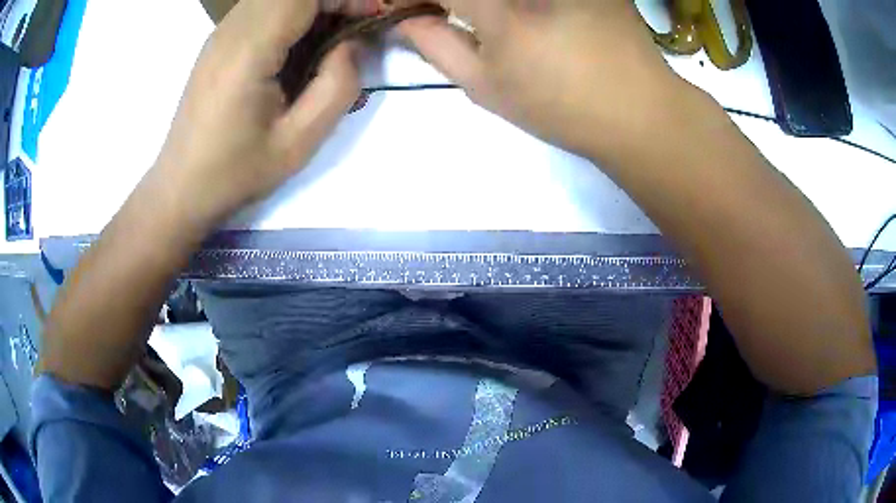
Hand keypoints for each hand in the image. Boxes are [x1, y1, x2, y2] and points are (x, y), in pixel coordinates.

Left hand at [153, 0, 371, 227]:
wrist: (182, 188)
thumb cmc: (236, 172)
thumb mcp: (299, 143)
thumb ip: (337, 86)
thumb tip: (350, 45)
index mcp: (249, 51)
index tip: (372, 16)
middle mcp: (231, 31)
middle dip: (332, 0)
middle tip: (356, 26)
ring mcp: (220, 34)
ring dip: (313, 6)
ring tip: (333, 35)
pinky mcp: (218, 42)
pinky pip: (262, 9)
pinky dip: (291, 15)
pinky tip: (300, 43)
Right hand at [398, 0, 694, 159]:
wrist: (639, 110)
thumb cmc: (561, 107)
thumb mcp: (487, 87)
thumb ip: (437, 46)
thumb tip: (406, 19)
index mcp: (500, 9)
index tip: (409, 9)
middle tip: (450, 12)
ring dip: (483, 1)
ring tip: (484, 16)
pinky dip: (520, 2)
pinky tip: (527, 14)